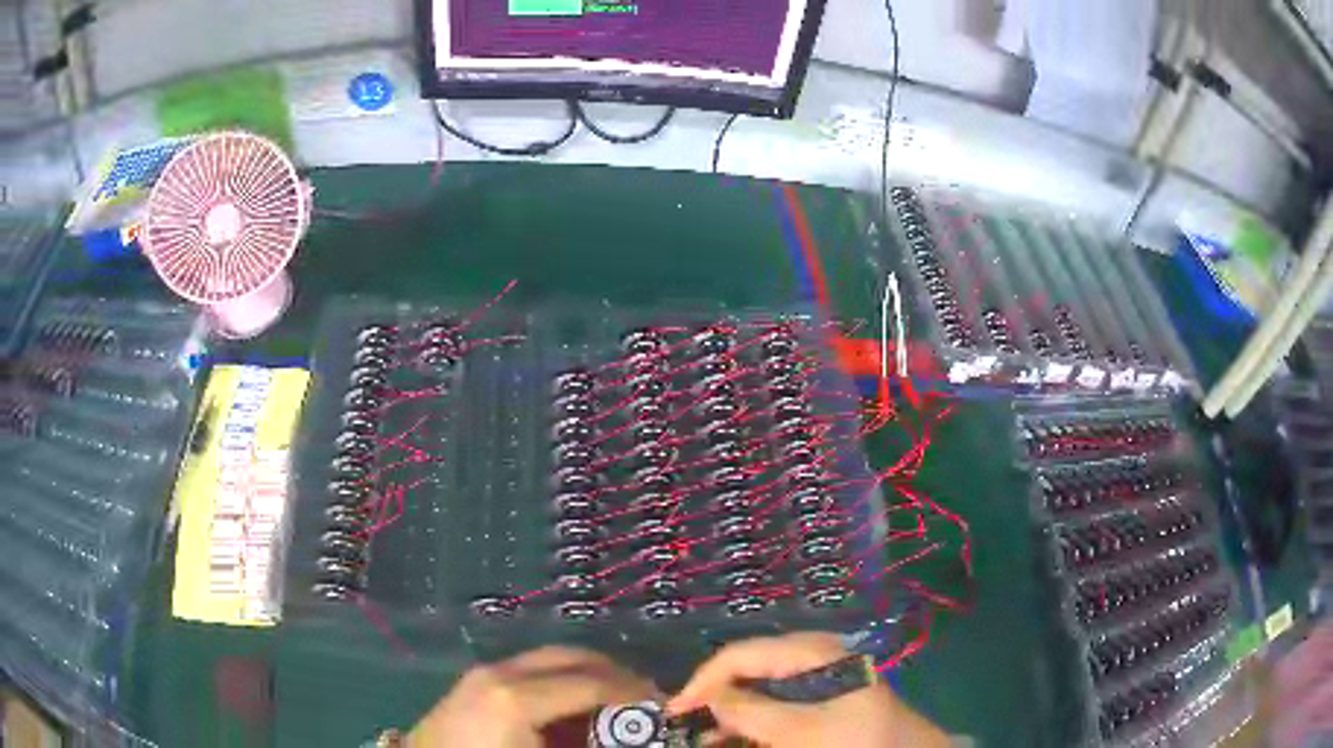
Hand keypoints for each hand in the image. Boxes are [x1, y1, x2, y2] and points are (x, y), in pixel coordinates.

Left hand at [407, 646, 658, 747]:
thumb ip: (587, 743)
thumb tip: (626, 733)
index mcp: (517, 698)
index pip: (591, 683)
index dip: (633, 692)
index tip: (663, 704)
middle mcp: (502, 673)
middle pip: (571, 657)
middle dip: (614, 673)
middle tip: (643, 696)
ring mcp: (484, 672)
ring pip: (550, 659)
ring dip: (587, 674)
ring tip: (612, 700)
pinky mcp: (476, 680)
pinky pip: (530, 669)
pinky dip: (560, 680)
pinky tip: (571, 706)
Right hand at [666, 633, 948, 747]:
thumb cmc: (859, 739)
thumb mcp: (804, 730)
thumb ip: (754, 713)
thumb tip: (711, 699)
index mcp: (809, 651)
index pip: (740, 654)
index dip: (703, 681)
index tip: (675, 711)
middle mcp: (809, 656)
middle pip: (746, 669)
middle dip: (714, 697)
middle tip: (685, 727)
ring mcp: (815, 676)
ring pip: (757, 689)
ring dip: (730, 713)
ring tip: (705, 738)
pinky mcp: (820, 697)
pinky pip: (775, 704)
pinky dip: (752, 721)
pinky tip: (736, 737)